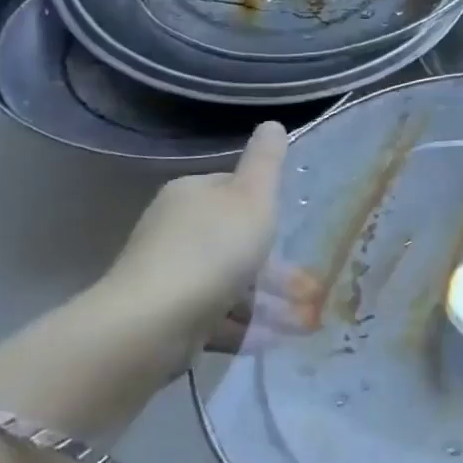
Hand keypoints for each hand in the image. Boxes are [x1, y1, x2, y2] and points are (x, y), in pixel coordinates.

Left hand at [0, 124, 290, 434]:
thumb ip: (266, 163)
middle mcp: (173, 229)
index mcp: (191, 194)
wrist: (152, 324)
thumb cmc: (213, 250)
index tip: (295, 231)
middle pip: (234, 241)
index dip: (267, 209)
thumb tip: (272, 123)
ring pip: (228, 282)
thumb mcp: (252, 199)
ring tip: (302, 323)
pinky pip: (214, 316)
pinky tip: (270, 340)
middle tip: (310, 288)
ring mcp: (167, 275)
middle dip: (274, 267)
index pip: (234, 191)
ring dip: (266, 302)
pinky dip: (243, 326)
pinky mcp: (165, 316)